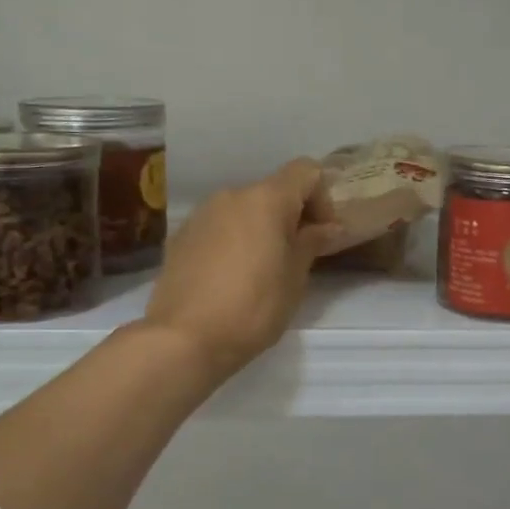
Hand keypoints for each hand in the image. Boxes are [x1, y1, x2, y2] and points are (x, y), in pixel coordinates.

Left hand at [142, 159, 345, 383]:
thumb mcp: (294, 278)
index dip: (322, 196)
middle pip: (272, 190)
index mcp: (266, 199)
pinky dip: (232, 240)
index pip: (305, 170)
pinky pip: (218, 227)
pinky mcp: (181, 236)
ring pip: (243, 209)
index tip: (321, 233)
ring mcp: (202, 214)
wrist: (183, 338)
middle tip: (296, 256)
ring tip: (260, 269)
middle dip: (290, 216)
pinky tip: (229, 277)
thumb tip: (328, 227)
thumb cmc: (252, 307)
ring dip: (259, 228)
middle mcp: (232, 195)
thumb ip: (312, 243)